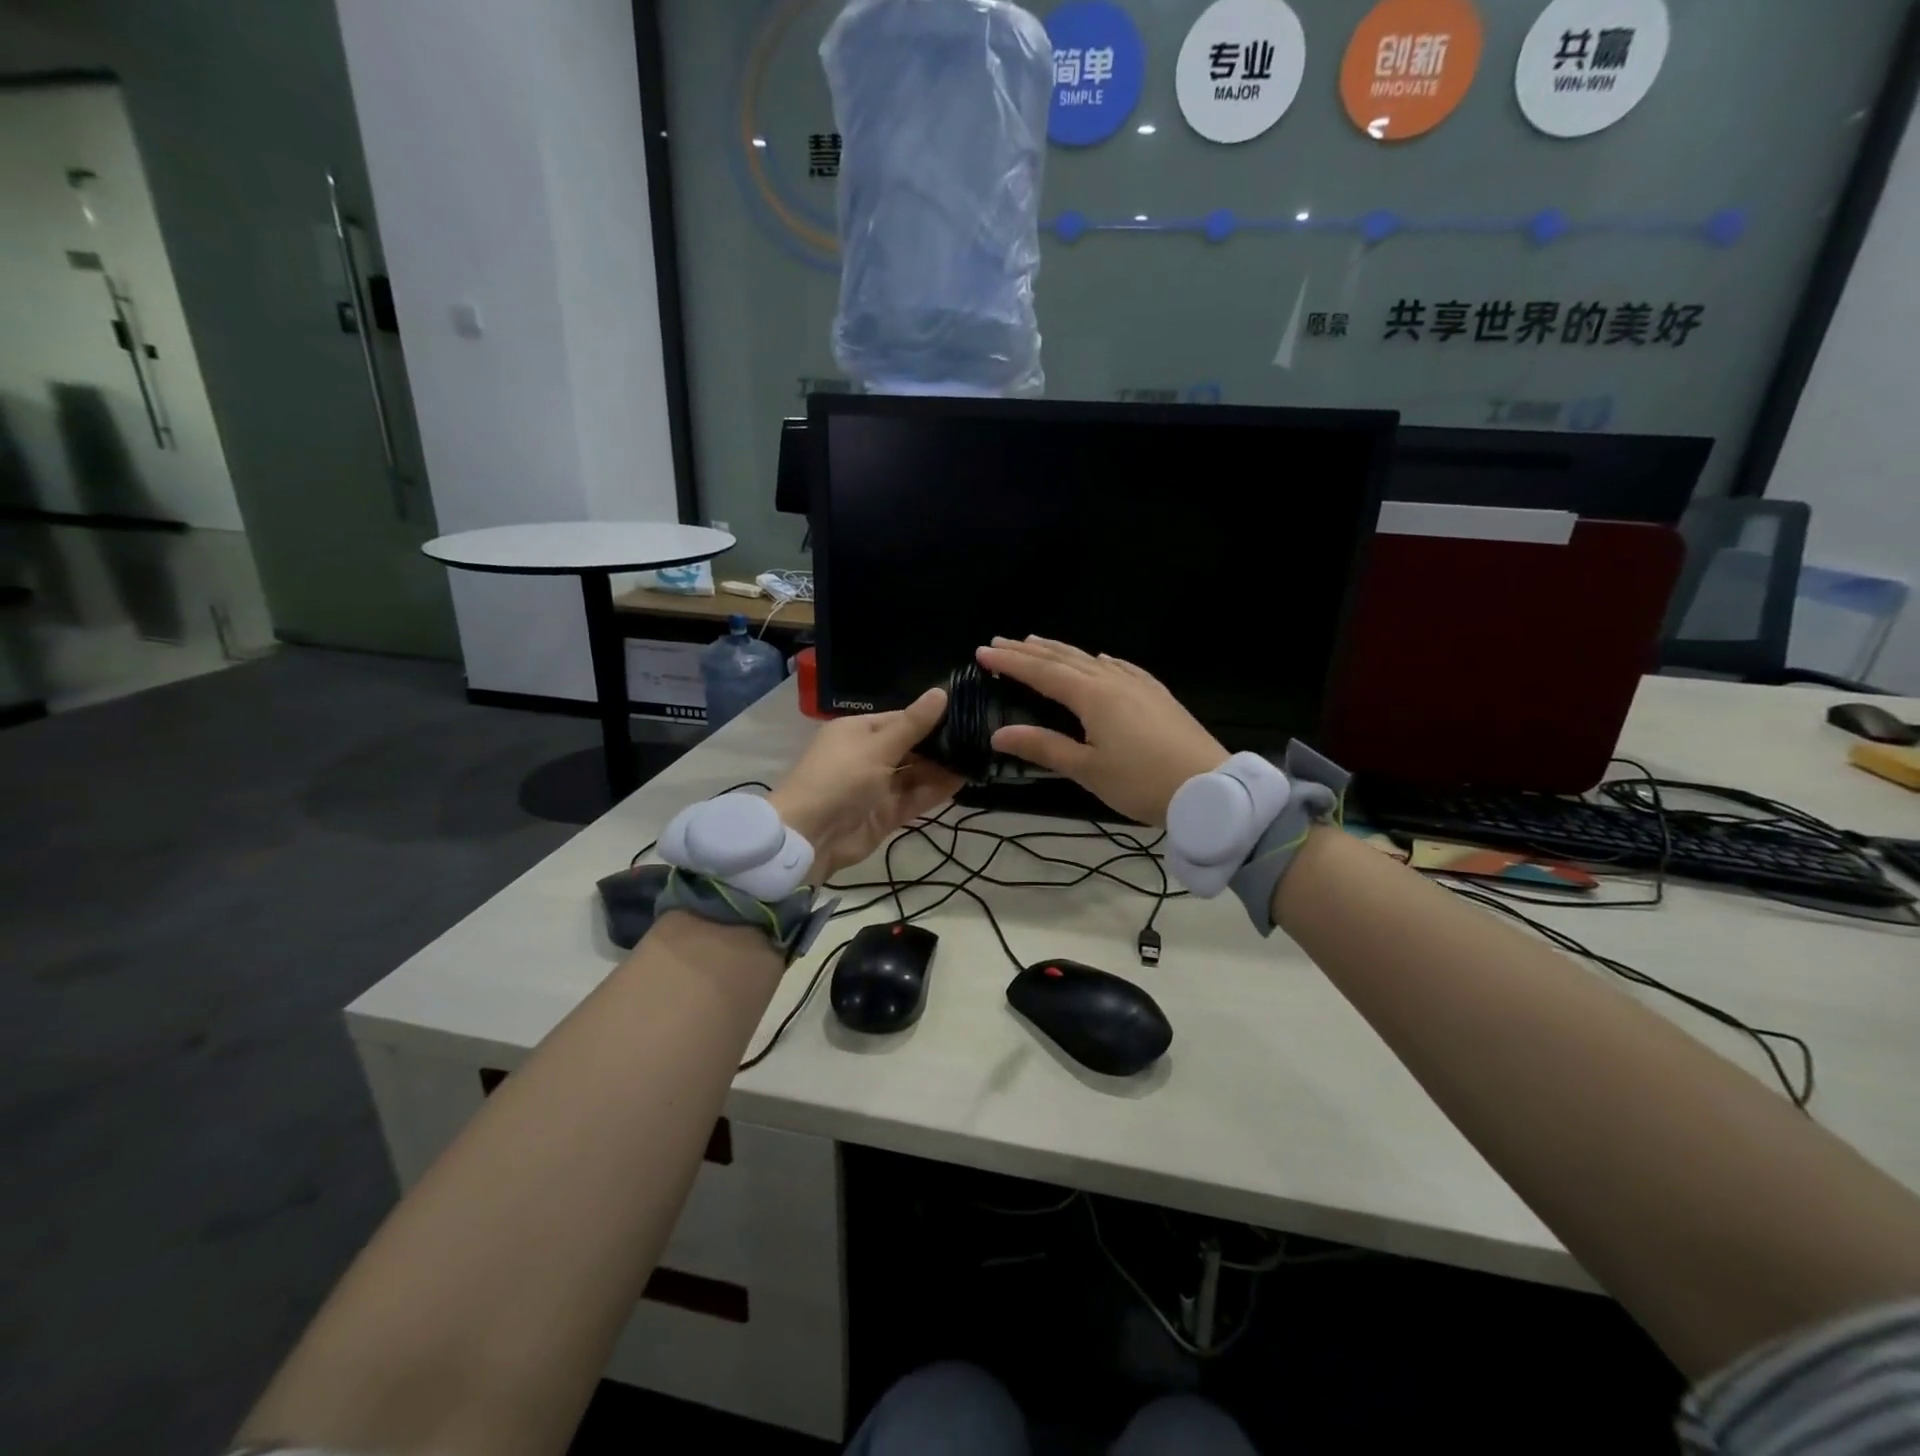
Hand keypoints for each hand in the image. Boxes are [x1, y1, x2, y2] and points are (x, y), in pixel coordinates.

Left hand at [769, 688, 963, 881]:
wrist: (809, 836)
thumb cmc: (839, 779)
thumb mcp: (877, 747)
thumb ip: (913, 725)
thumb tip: (941, 692)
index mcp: (858, 731)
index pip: (901, 719)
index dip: (930, 717)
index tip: (965, 713)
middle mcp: (869, 755)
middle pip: (911, 746)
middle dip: (941, 744)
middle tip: (980, 737)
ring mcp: (878, 786)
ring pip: (916, 773)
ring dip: (943, 767)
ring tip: (979, 757)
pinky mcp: (886, 813)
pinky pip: (915, 796)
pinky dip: (936, 789)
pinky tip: (964, 779)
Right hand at [976, 637, 1226, 824]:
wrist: (1209, 787)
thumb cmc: (1141, 782)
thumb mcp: (1087, 769)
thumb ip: (1043, 747)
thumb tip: (998, 734)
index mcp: (1092, 696)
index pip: (1041, 672)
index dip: (1011, 663)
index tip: (983, 653)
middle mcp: (1112, 680)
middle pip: (1063, 659)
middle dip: (1029, 650)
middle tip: (1000, 642)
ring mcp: (1138, 684)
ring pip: (1091, 659)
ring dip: (1060, 651)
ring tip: (1037, 642)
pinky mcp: (1157, 694)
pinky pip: (1120, 667)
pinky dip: (1098, 660)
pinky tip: (1100, 659)